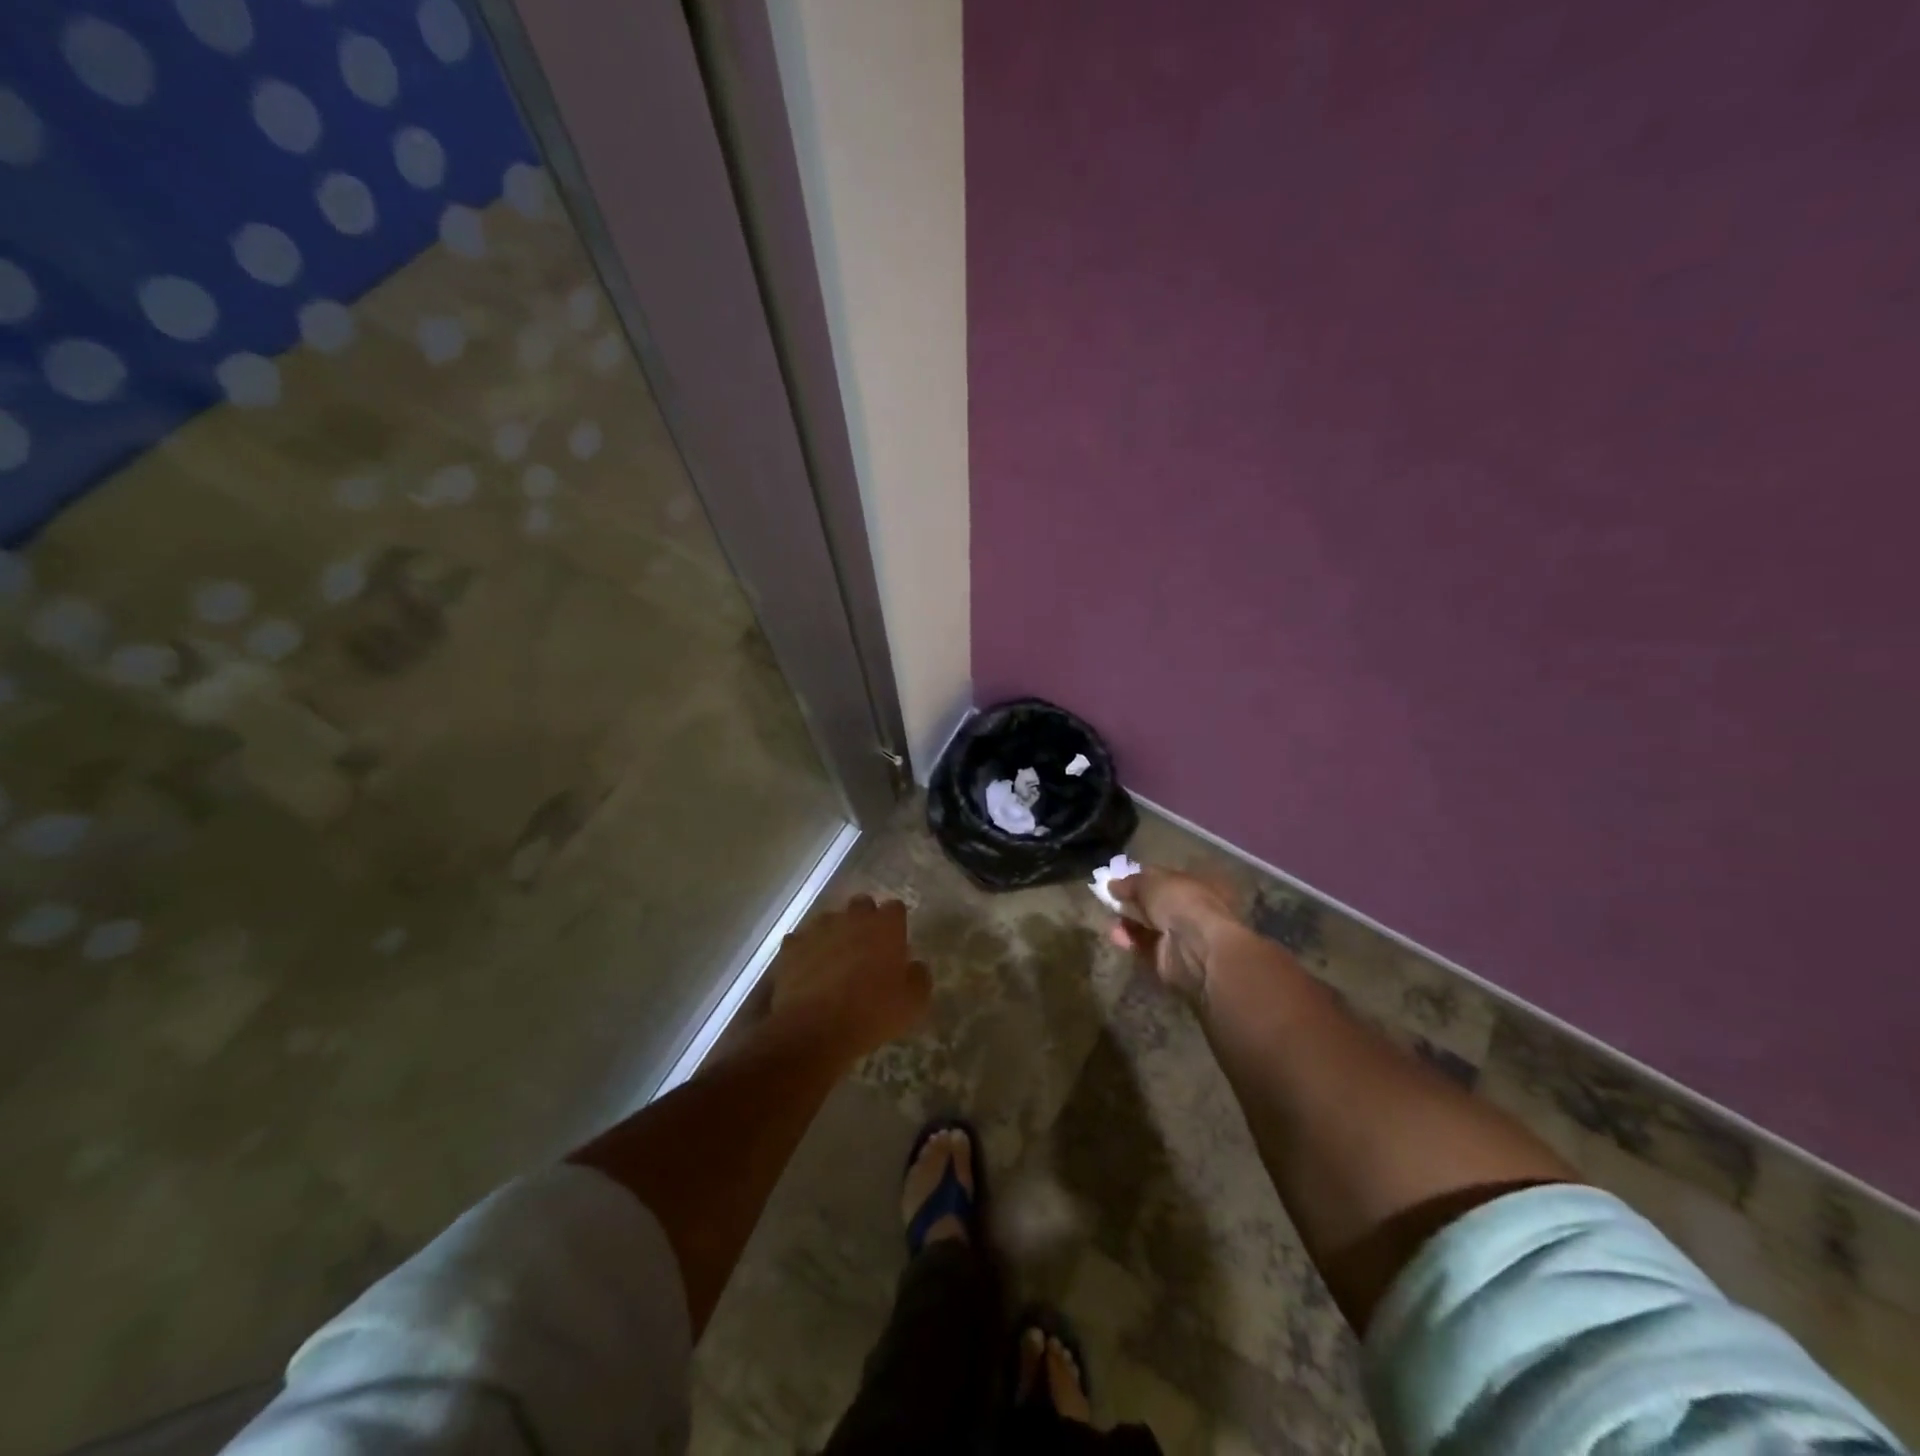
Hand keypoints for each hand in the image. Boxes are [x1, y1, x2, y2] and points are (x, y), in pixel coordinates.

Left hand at [769, 895, 931, 1054]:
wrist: (814, 1029)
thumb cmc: (872, 1013)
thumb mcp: (913, 1003)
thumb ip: (919, 977)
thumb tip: (915, 966)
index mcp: (885, 926)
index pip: (895, 908)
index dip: (895, 924)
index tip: (895, 944)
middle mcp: (852, 917)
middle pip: (861, 905)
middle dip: (865, 921)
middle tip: (867, 950)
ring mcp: (818, 928)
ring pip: (830, 920)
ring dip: (835, 934)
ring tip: (835, 963)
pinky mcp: (791, 946)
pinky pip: (801, 941)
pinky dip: (806, 951)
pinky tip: (808, 972)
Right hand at [1108, 866, 1242, 999]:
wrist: (1199, 948)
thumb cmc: (1182, 902)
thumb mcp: (1152, 882)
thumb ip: (1131, 883)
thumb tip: (1113, 885)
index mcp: (1196, 884)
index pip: (1166, 879)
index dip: (1142, 878)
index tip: (1119, 880)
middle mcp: (1191, 910)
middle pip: (1155, 905)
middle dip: (1132, 902)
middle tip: (1109, 899)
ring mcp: (1181, 937)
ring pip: (1148, 927)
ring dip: (1128, 922)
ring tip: (1109, 918)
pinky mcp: (1169, 960)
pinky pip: (1144, 947)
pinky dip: (1129, 940)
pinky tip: (1115, 935)